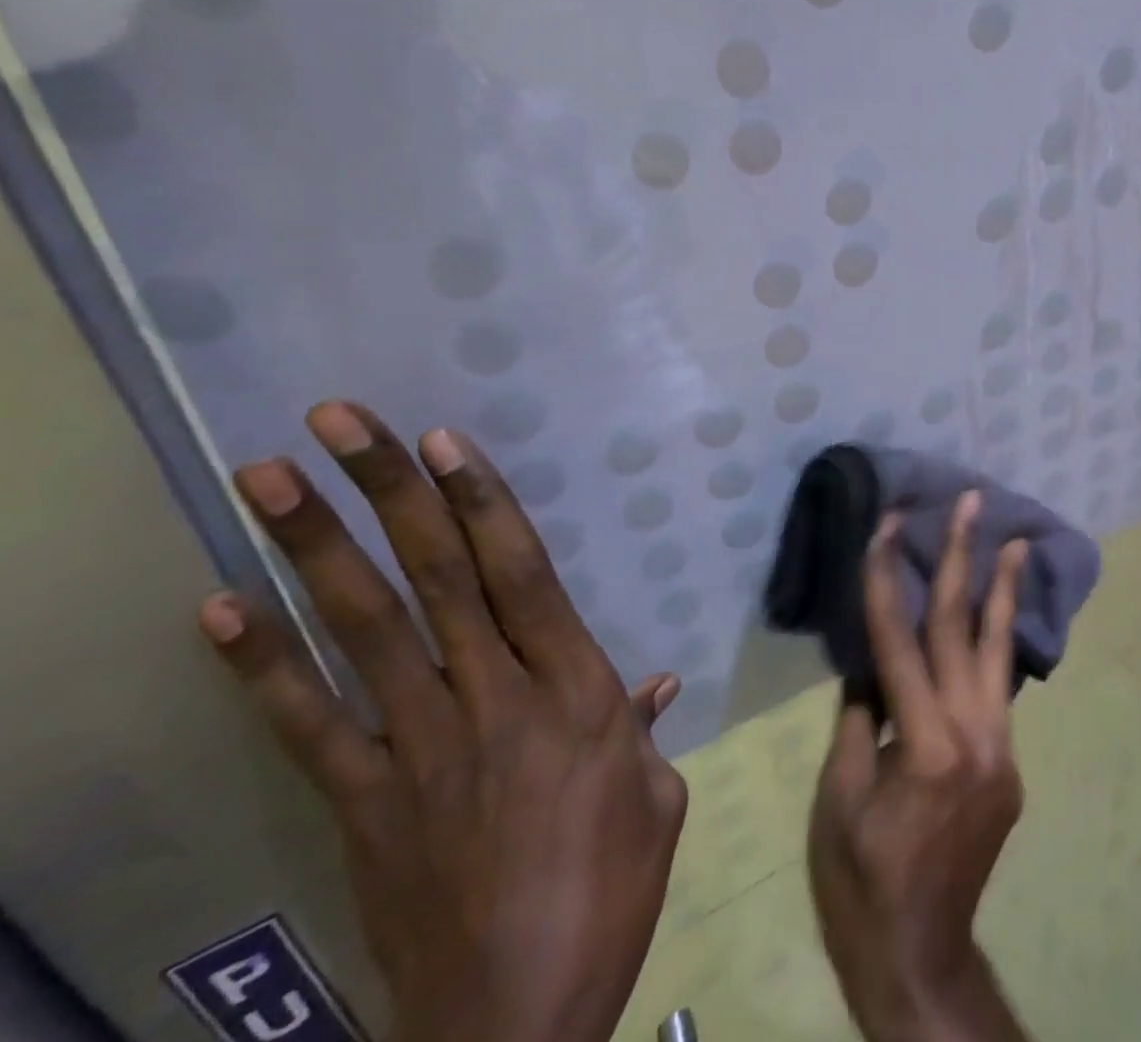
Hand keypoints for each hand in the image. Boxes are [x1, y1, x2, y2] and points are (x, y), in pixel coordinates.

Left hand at [197, 401, 686, 1041]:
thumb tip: (654, 683)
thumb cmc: (610, 892)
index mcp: (575, 694)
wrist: (513, 1022)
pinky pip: (306, 724)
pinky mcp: (361, 804)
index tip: (444, 443)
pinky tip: (222, 607)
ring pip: (363, 631)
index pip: (522, 577)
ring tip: (266, 477)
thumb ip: (643, 731)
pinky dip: (260, 665)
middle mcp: (492, 701)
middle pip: (435, 581)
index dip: (481, 505)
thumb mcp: (657, 801)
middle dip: (388, 493)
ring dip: (314, 548)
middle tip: (338, 421)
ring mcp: (415, 750)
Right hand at [807, 490, 1033, 1041]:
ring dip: (1003, 589)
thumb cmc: (861, 880)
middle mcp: (974, 733)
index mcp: (922, 744)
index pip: (900, 639)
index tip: (890, 524)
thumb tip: (871, 662)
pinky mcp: (1010, 761)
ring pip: (1000, 650)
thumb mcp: (837, 798)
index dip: (889, 577)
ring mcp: (1001, 746)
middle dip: (963, 556)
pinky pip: (999, 688)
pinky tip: (999, 613)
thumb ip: (858, 717)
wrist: (921, 955)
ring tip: (1015, 539)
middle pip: (963, 627)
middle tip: (972, 501)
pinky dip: (998, 643)